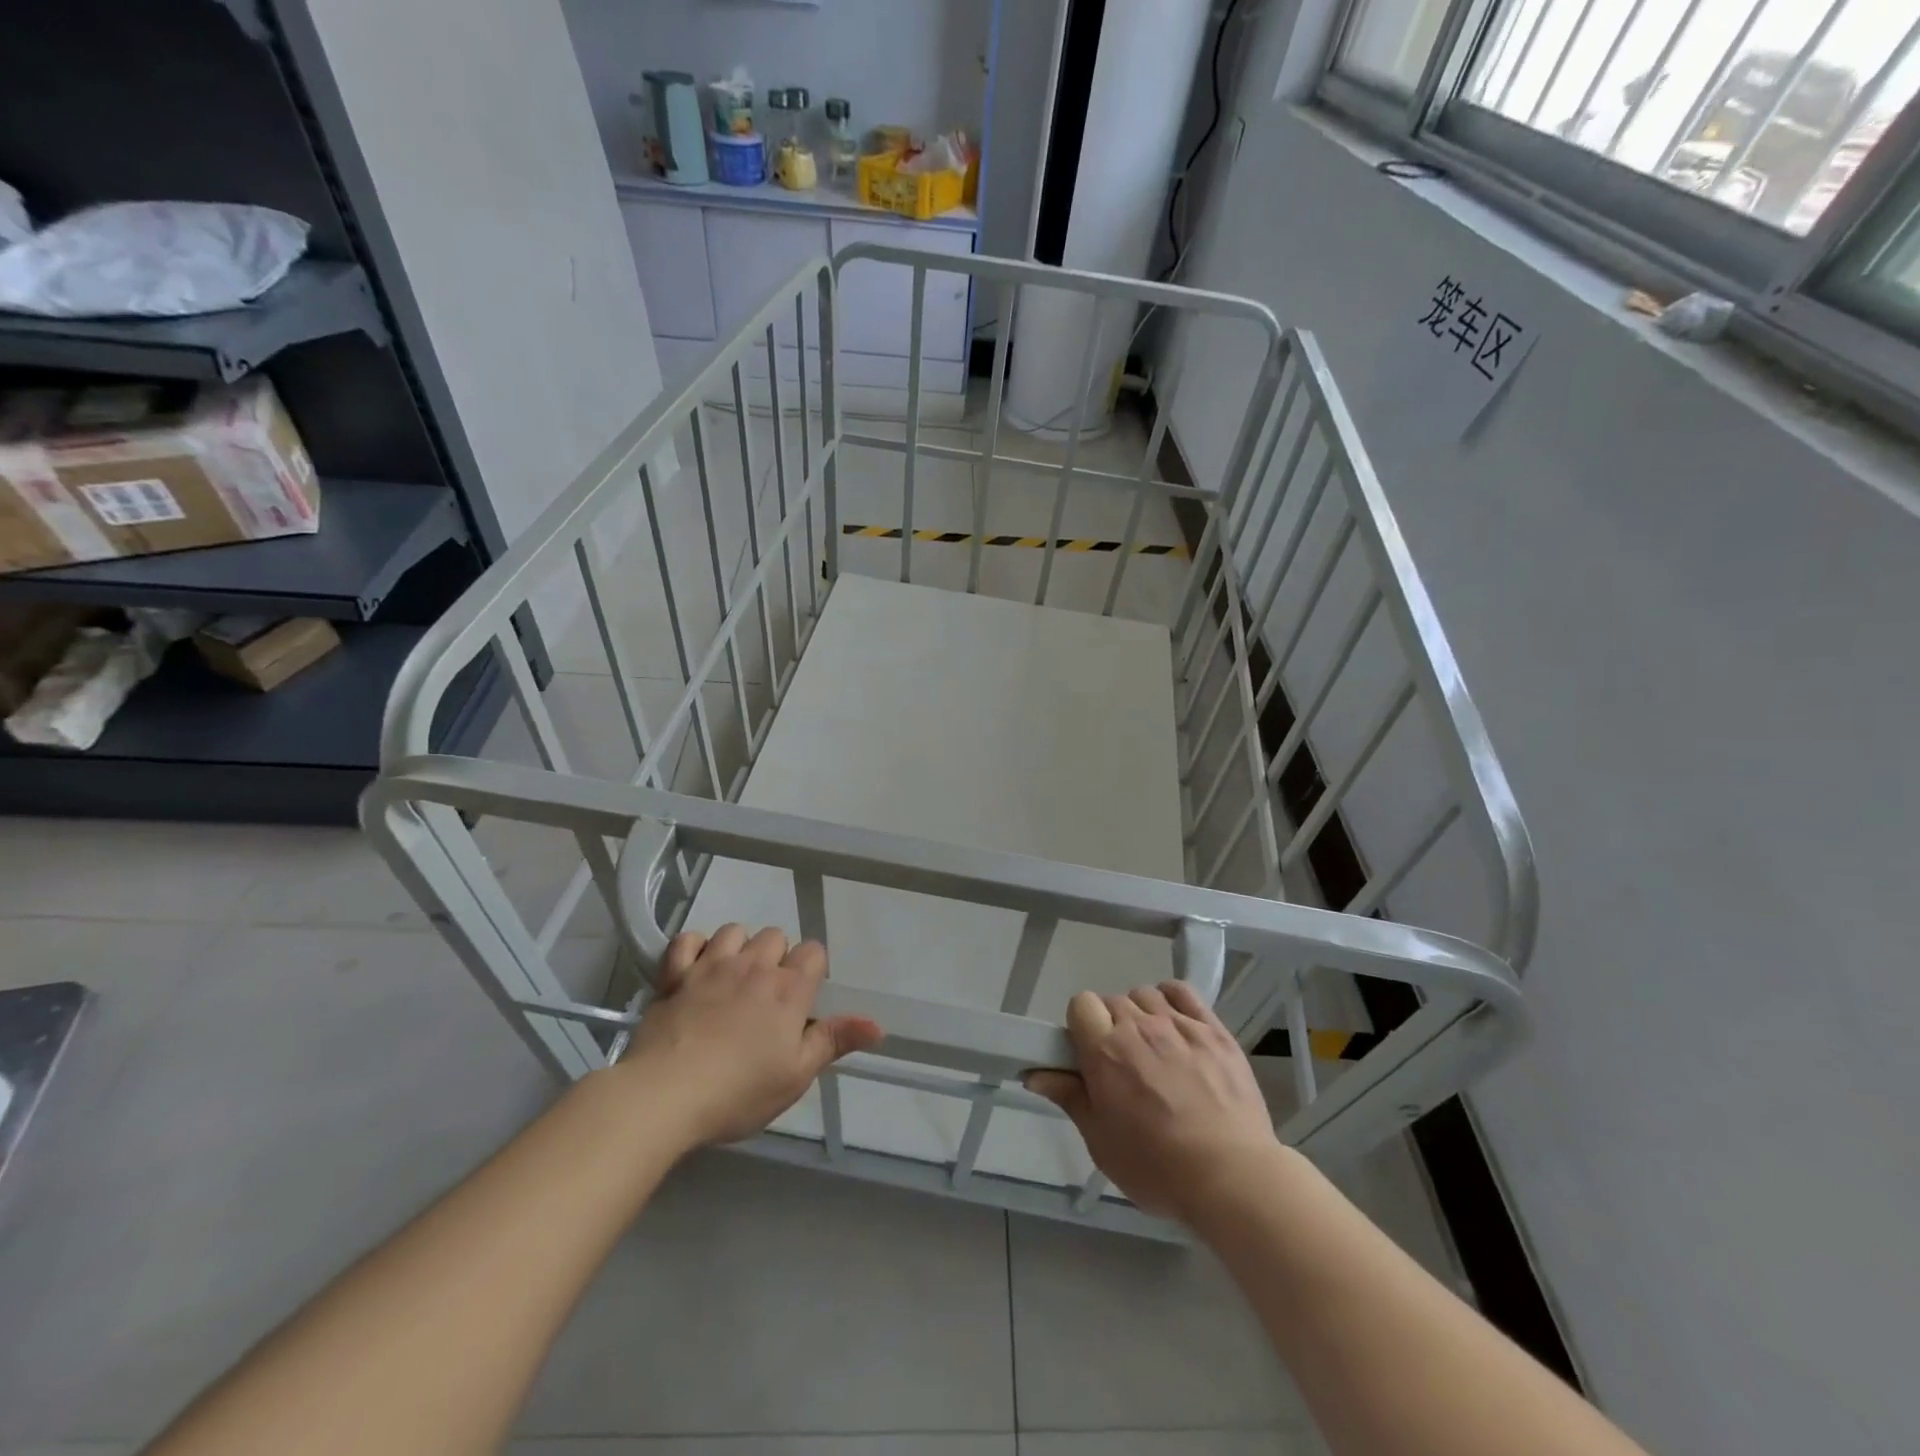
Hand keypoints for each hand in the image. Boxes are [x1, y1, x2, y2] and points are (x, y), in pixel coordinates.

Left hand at [621, 924, 882, 1148]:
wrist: (664, 1095)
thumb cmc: (739, 1091)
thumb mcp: (796, 1075)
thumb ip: (834, 1041)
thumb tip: (879, 1025)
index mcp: (788, 989)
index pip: (814, 952)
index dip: (812, 970)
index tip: (803, 999)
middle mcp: (754, 966)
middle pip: (775, 935)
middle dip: (777, 957)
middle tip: (767, 995)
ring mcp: (711, 966)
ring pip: (734, 930)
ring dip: (739, 947)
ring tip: (734, 978)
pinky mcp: (675, 975)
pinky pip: (688, 940)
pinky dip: (694, 947)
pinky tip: (696, 967)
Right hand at [1026, 982, 1279, 1222]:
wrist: (1233, 1178)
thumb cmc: (1158, 1168)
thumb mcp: (1102, 1142)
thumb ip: (1070, 1098)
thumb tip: (1035, 1074)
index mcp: (1105, 1052)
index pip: (1081, 1004)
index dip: (1081, 1025)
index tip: (1088, 1053)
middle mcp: (1139, 1027)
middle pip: (1112, 1001)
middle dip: (1110, 1025)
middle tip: (1122, 1063)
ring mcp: (1179, 1025)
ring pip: (1146, 994)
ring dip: (1141, 1013)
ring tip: (1152, 1048)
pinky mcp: (1213, 1029)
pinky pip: (1183, 992)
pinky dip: (1172, 999)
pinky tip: (1174, 1023)